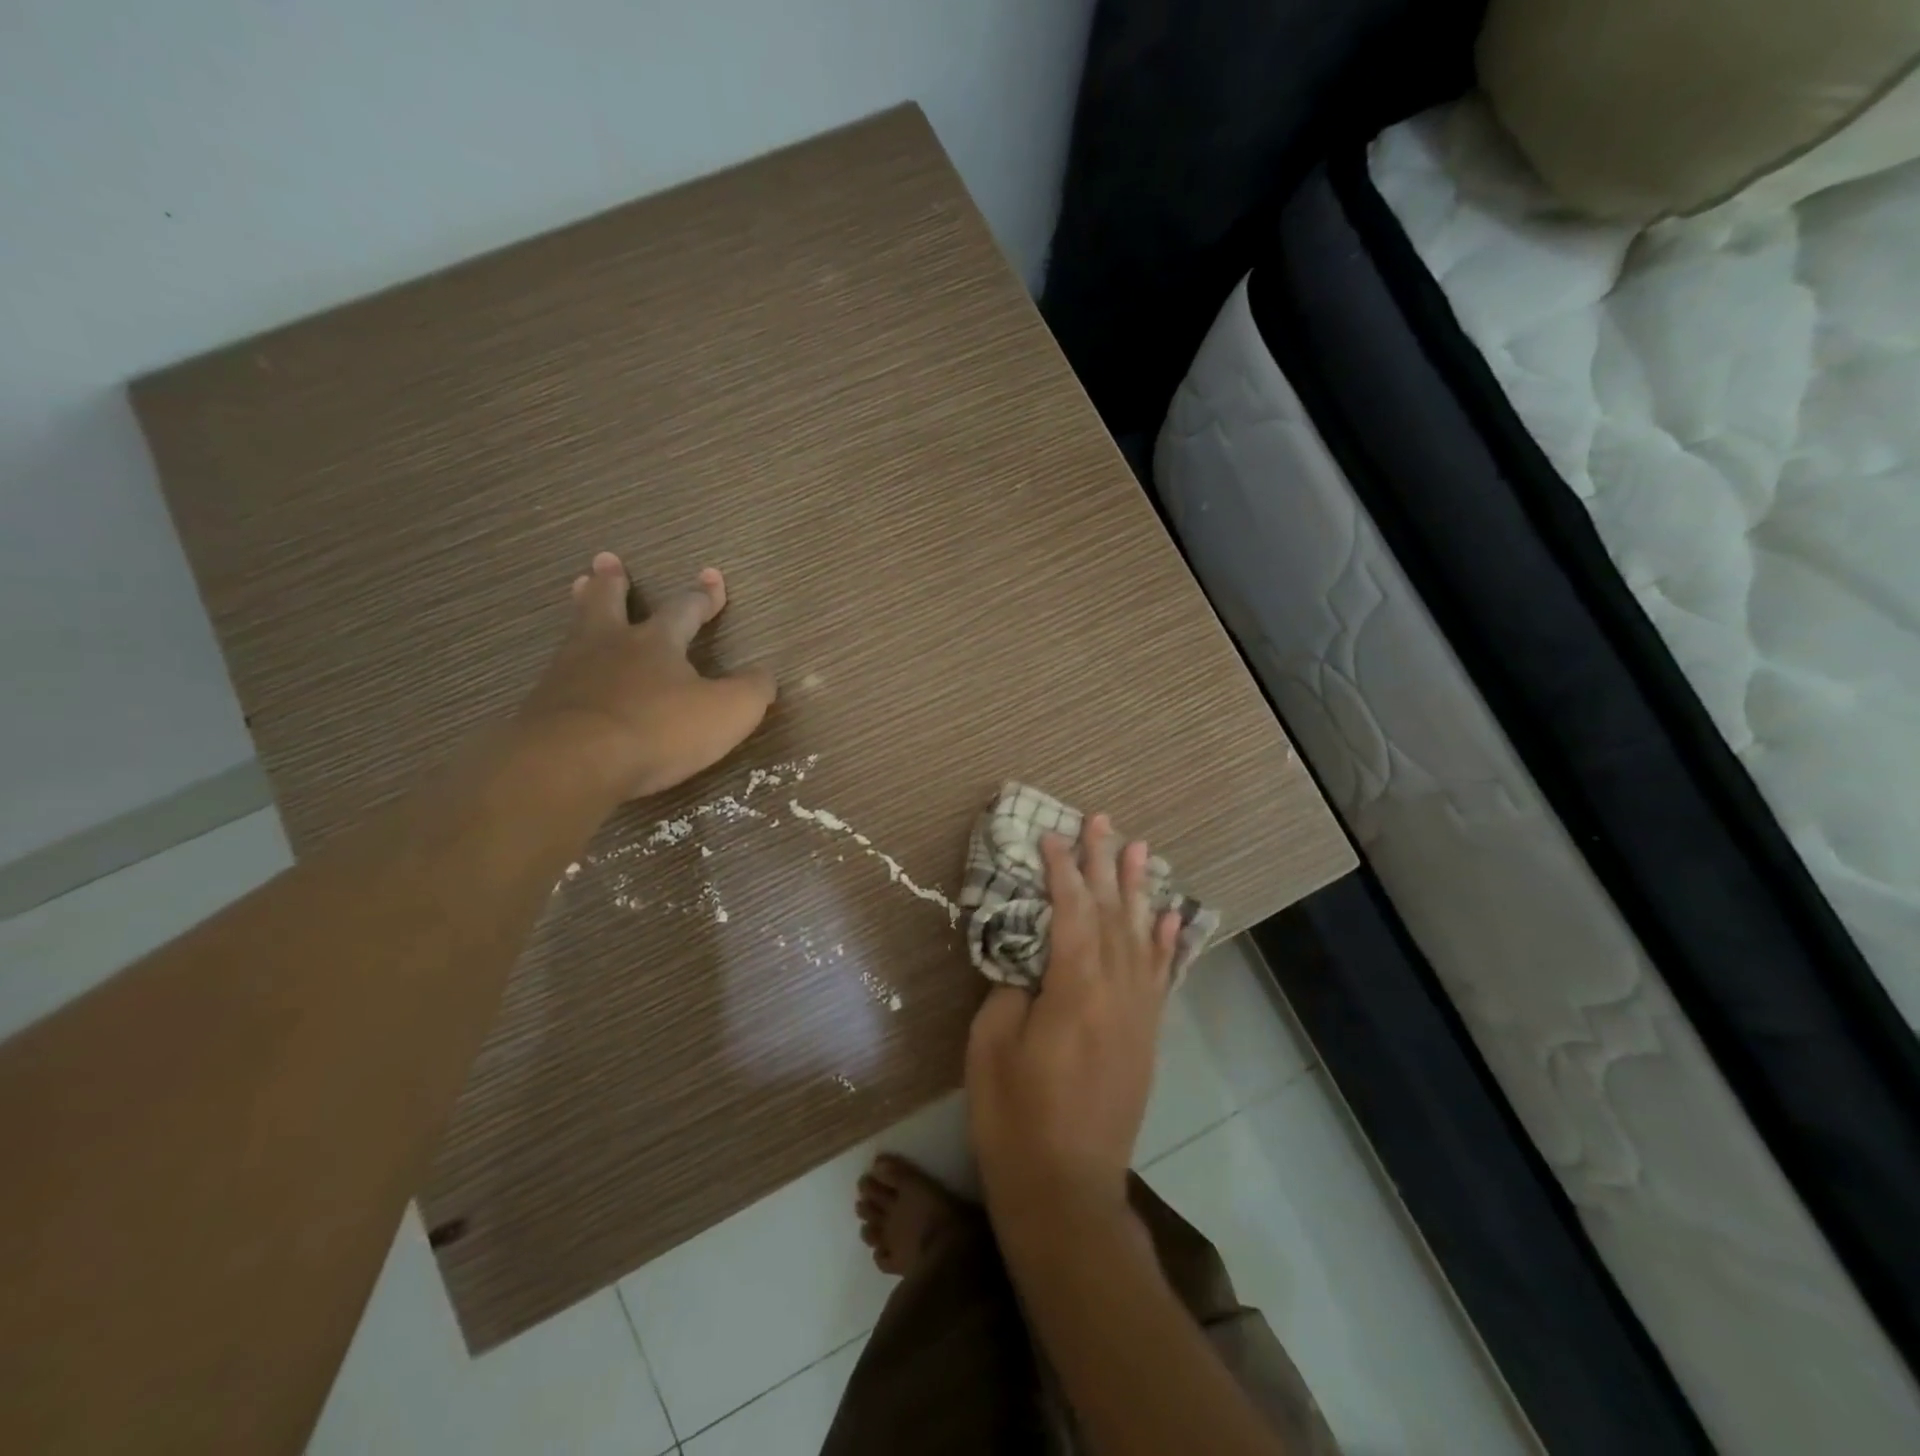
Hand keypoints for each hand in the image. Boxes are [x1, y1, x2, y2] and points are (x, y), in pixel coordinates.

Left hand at [516, 552, 776, 801]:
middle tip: (607, 560)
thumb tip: (765, 675)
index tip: (712, 575)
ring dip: (582, 607)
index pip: (685, 609)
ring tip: (579, 588)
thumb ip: (752, 691)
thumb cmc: (659, 730)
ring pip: (577, 630)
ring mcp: (570, 673)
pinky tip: (564, 668)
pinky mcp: (543, 706)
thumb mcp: (728, 712)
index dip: (703, 595)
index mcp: (657, 643)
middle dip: (614, 581)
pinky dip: (565, 662)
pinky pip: (558, 671)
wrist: (574, 762)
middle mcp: (610, 646)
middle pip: (610, 602)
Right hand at [966, 814, 1181, 1238]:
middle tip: (1102, 820)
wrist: (1068, 1190)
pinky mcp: (1147, 1036)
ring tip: (1140, 849)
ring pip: (1142, 936)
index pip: (1069, 911)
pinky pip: (1161, 976)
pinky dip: (1167, 942)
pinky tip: (1170, 917)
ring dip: (1138, 890)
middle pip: (1111, 913)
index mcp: (1074, 989)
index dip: (1060, 869)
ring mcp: (1138, 1014)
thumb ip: (1009, 990)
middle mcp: (1116, 991)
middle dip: (1104, 863)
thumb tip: (1026, 961)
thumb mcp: (990, 1047)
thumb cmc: (1014, 1118)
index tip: (1051, 834)